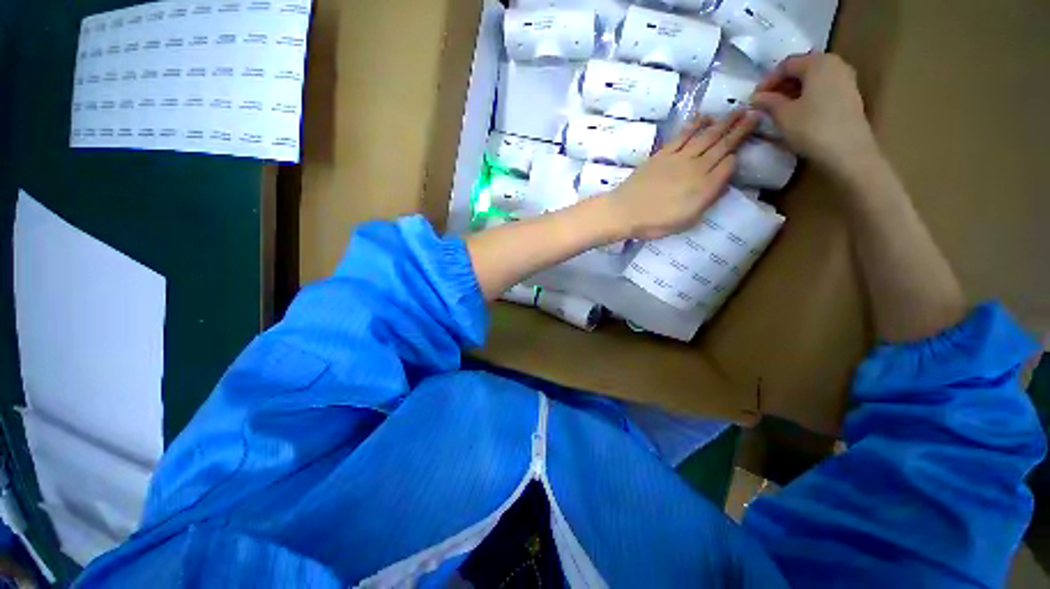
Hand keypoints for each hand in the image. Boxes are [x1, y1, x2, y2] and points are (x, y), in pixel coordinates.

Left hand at [607, 110, 757, 239]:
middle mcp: (696, 168)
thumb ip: (707, 200)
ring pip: (706, 135)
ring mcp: (678, 158)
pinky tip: (704, 117)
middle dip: (740, 129)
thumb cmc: (654, 223)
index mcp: (704, 187)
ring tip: (736, 111)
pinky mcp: (663, 154)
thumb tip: (722, 181)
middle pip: (722, 145)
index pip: (728, 165)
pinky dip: (695, 124)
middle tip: (755, 113)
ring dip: (722, 122)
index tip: (742, 149)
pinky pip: (683, 135)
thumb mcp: (687, 220)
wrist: (624, 211)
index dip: (736, 156)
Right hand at [750, 53, 876, 171]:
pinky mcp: (850, 95)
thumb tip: (756, 97)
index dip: (767, 80)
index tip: (753, 98)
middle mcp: (834, 63)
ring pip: (813, 78)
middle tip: (766, 102)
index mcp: (817, 62)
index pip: (786, 65)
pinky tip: (798, 111)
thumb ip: (768, 102)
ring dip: (794, 90)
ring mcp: (845, 79)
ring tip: (779, 108)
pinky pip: (823, 88)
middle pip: (802, 68)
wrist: (848, 151)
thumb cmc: (812, 128)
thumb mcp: (783, 115)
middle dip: (782, 84)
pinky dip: (808, 95)